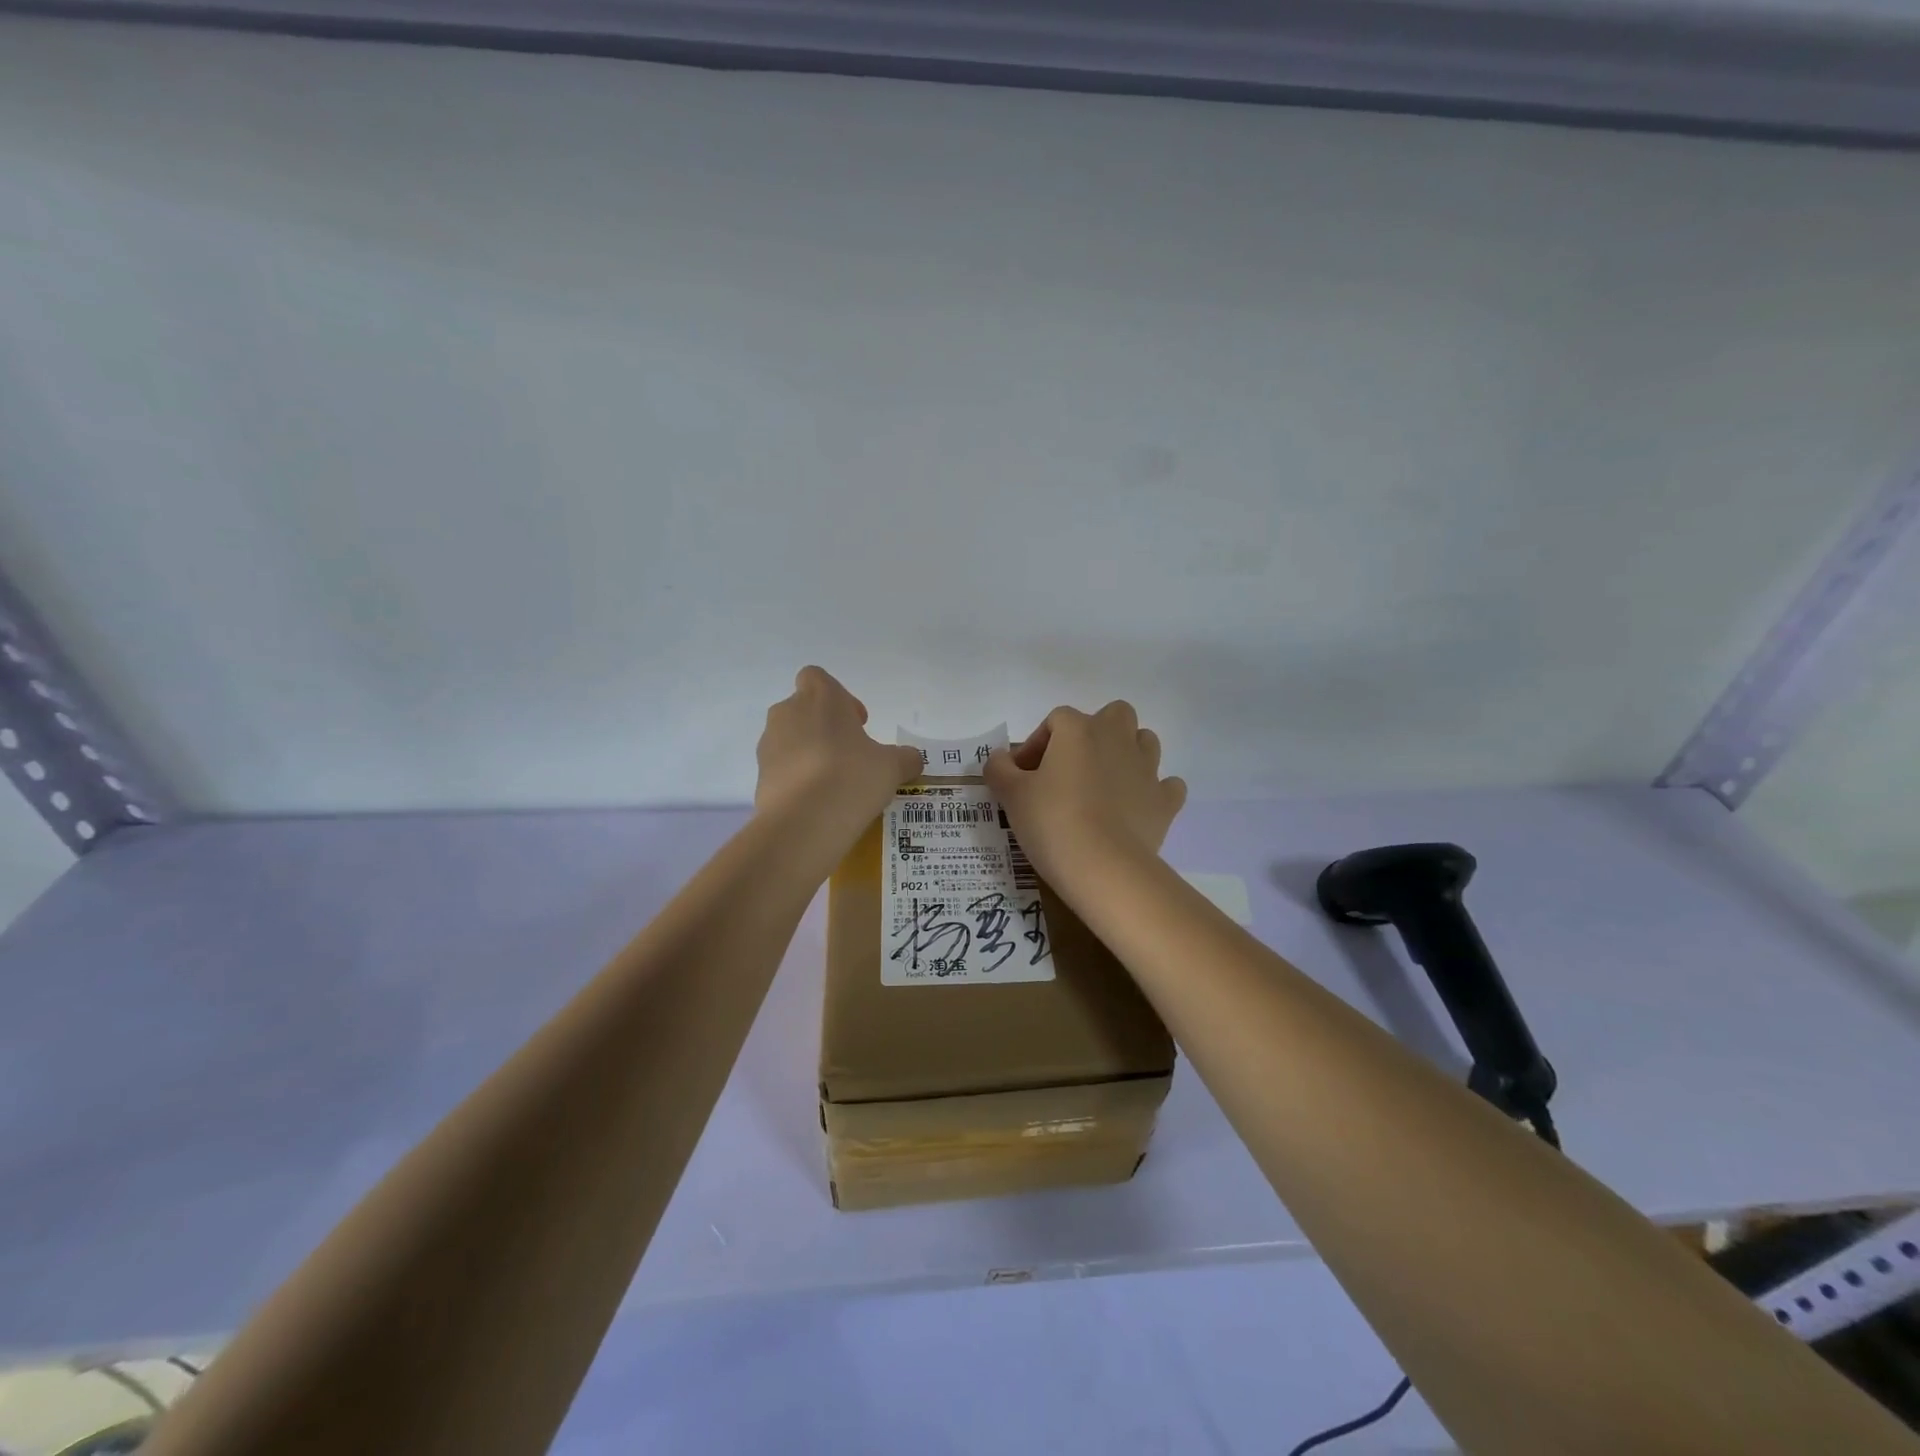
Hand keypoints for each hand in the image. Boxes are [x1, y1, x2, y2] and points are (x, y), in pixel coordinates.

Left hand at [755, 667, 922, 835]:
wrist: (803, 822)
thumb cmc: (852, 777)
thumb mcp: (892, 767)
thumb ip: (905, 758)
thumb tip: (911, 759)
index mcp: (820, 698)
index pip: (817, 678)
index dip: (838, 697)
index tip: (857, 724)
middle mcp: (788, 713)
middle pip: (803, 709)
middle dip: (824, 728)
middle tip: (849, 755)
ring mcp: (769, 745)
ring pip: (790, 740)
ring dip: (809, 754)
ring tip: (834, 784)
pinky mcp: (759, 777)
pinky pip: (781, 770)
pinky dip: (797, 780)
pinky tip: (818, 803)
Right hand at [984, 701, 1186, 889]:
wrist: (1104, 867)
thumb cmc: (1052, 822)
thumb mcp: (1011, 795)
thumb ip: (999, 769)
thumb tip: (999, 758)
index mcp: (1078, 730)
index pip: (1056, 720)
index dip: (1037, 744)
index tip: (1023, 776)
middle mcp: (1117, 738)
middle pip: (1112, 715)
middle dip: (1095, 733)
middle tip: (1071, 768)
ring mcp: (1147, 768)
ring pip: (1144, 742)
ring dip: (1126, 754)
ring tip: (1103, 785)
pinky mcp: (1165, 801)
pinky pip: (1166, 785)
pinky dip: (1153, 791)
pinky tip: (1136, 808)